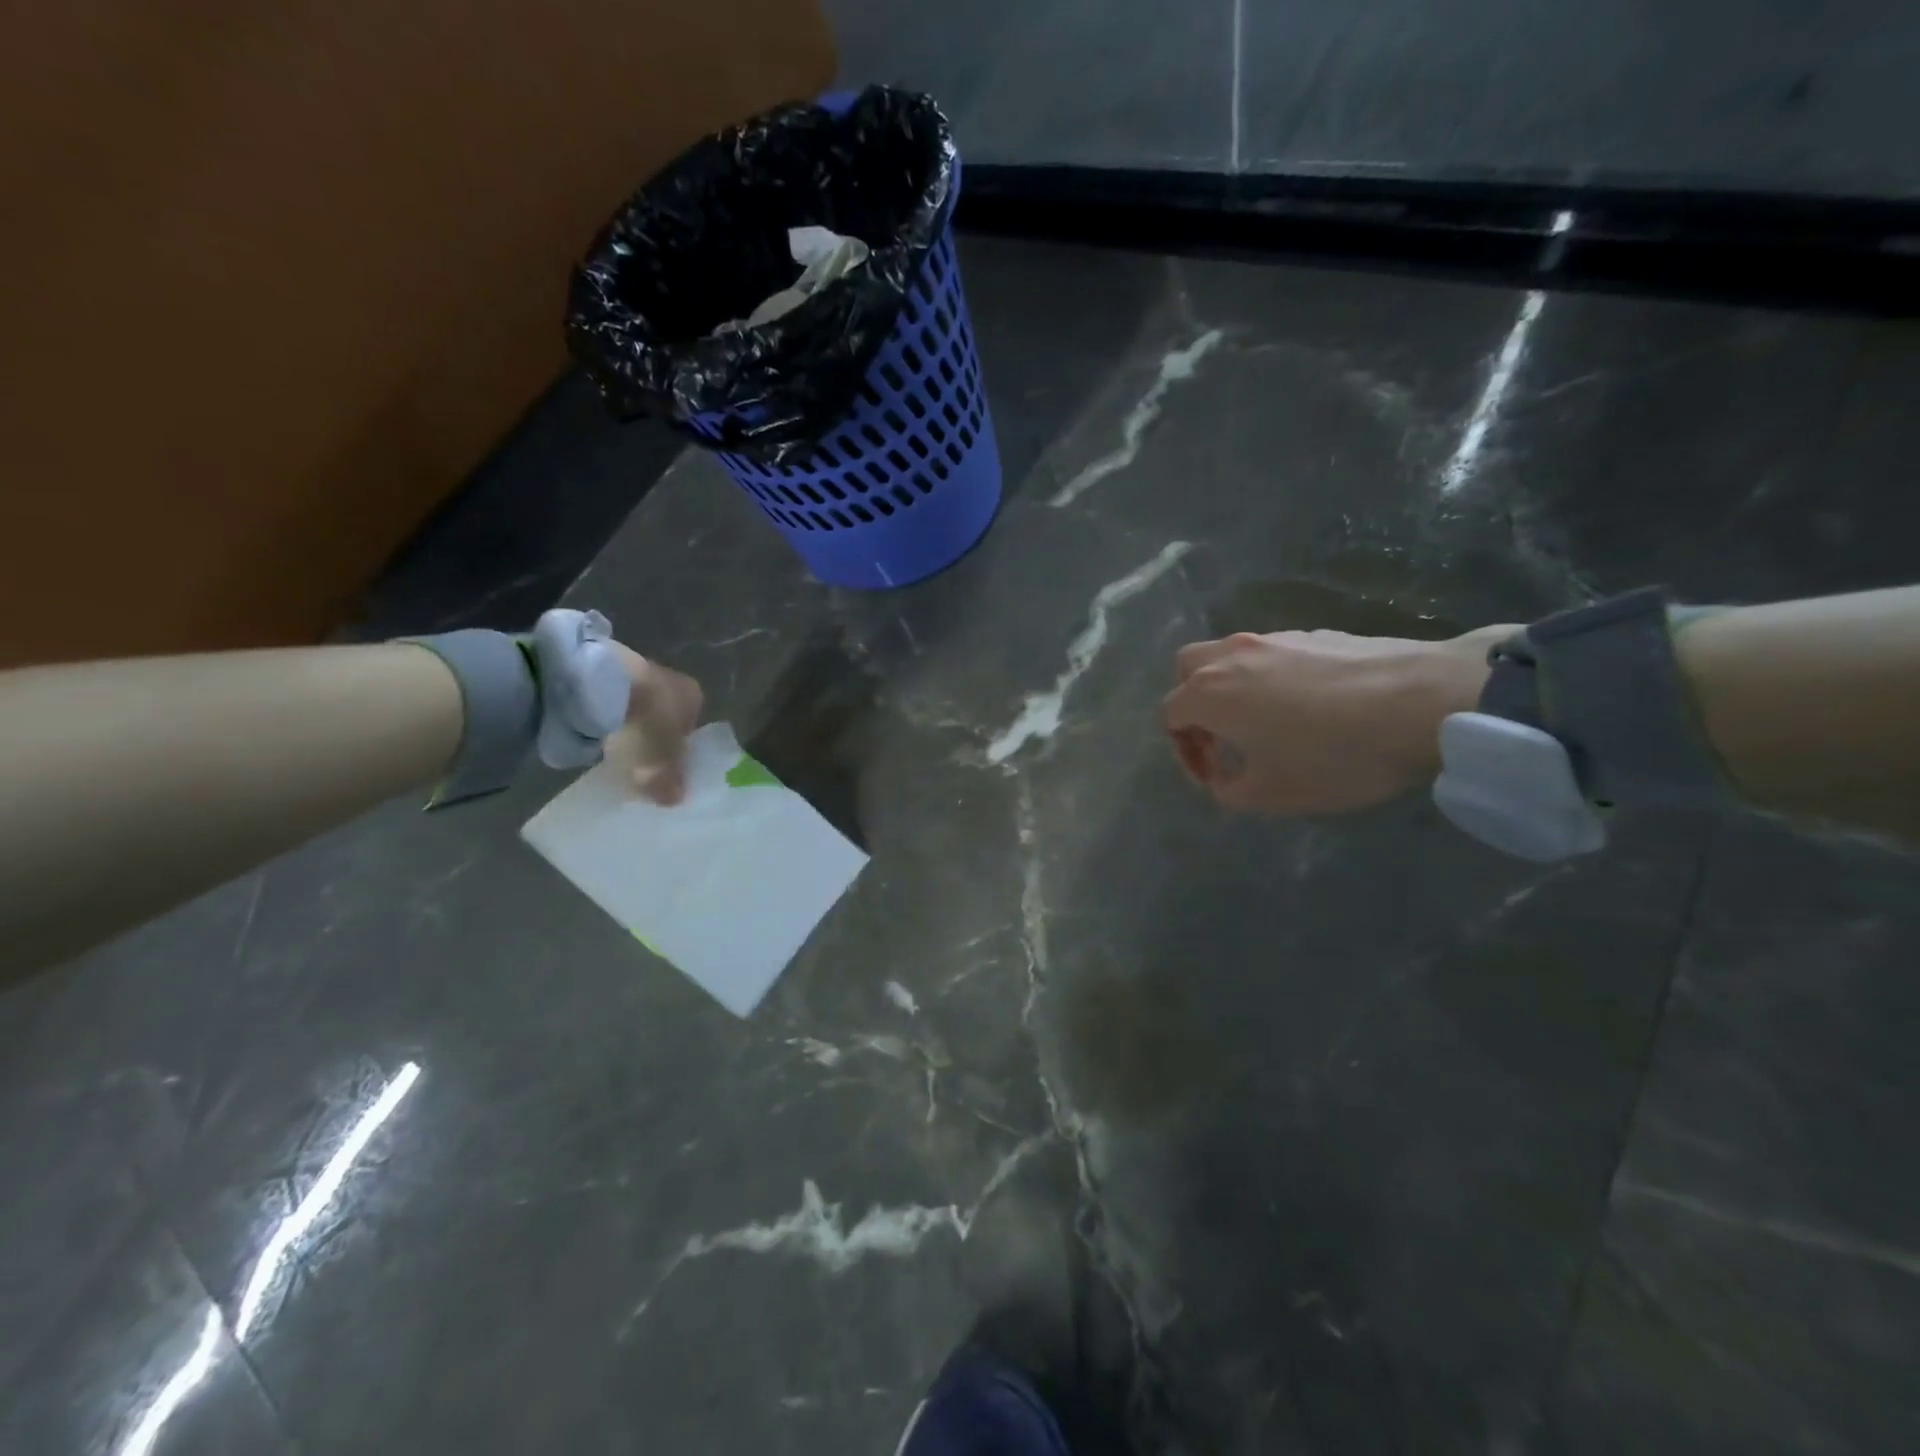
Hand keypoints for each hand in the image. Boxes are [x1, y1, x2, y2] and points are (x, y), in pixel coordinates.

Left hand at [609, 644, 702, 804]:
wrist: (601, 686)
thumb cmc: (646, 725)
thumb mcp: (660, 765)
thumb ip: (669, 782)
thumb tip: (676, 799)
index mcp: (694, 697)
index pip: (691, 727)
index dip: (679, 749)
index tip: (664, 767)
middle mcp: (672, 679)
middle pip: (665, 716)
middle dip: (653, 737)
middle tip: (639, 762)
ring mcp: (637, 670)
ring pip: (638, 706)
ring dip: (628, 726)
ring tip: (613, 751)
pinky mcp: (605, 668)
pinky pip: (612, 700)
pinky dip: (606, 716)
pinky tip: (595, 734)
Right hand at [1162, 626, 1508, 814]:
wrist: (1421, 702)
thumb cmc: (1332, 756)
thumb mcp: (1270, 794)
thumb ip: (1227, 789)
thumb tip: (1223, 776)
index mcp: (1209, 693)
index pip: (1169, 715)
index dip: (1183, 752)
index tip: (1215, 777)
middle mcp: (1231, 656)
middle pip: (1188, 670)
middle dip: (1194, 705)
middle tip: (1223, 738)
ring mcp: (1274, 638)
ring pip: (1230, 657)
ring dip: (1231, 689)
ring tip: (1267, 724)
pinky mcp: (1315, 633)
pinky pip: (1272, 654)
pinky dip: (1270, 677)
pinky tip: (1310, 707)